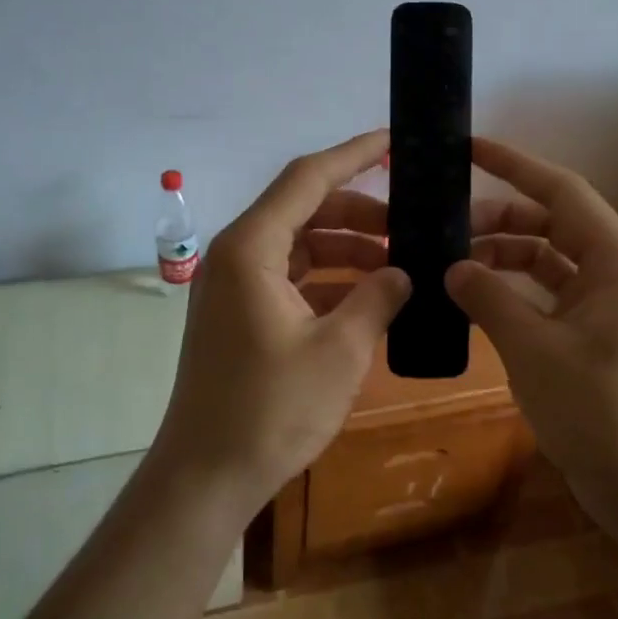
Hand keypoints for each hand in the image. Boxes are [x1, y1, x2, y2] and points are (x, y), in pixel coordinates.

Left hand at [156, 129, 410, 512]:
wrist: (206, 478)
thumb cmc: (271, 410)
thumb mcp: (340, 351)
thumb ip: (377, 298)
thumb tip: (402, 272)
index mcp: (252, 249)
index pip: (308, 178)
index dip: (354, 155)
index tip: (394, 140)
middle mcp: (237, 255)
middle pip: (304, 209)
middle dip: (360, 212)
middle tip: (412, 223)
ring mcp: (234, 286)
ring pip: (300, 244)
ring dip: (347, 248)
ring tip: (399, 264)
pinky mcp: (239, 314)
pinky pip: (291, 276)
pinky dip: (328, 278)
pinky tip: (368, 296)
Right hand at [446, 137, 617, 493]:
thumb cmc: (596, 408)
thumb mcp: (532, 347)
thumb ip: (488, 297)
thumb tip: (451, 267)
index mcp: (616, 257)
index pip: (560, 190)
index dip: (514, 165)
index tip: (469, 149)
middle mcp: (615, 268)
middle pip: (550, 223)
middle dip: (497, 221)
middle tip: (443, 229)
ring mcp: (606, 301)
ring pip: (547, 259)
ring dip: (502, 259)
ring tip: (449, 268)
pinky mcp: (594, 330)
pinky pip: (548, 293)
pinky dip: (514, 291)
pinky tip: (473, 300)